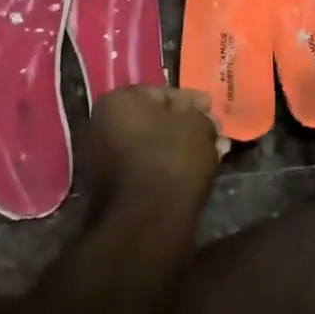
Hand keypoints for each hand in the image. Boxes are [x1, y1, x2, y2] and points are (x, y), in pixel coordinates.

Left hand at [86, 85, 224, 212]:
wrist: (147, 220)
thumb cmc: (171, 158)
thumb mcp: (197, 123)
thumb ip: (199, 113)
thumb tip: (200, 116)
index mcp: (117, 100)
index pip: (162, 93)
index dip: (192, 101)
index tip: (212, 110)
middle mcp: (101, 124)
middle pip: (154, 120)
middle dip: (185, 126)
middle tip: (214, 134)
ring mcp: (101, 158)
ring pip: (151, 145)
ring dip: (179, 147)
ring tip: (211, 154)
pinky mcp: (110, 188)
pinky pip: (144, 168)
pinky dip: (166, 167)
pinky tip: (192, 172)